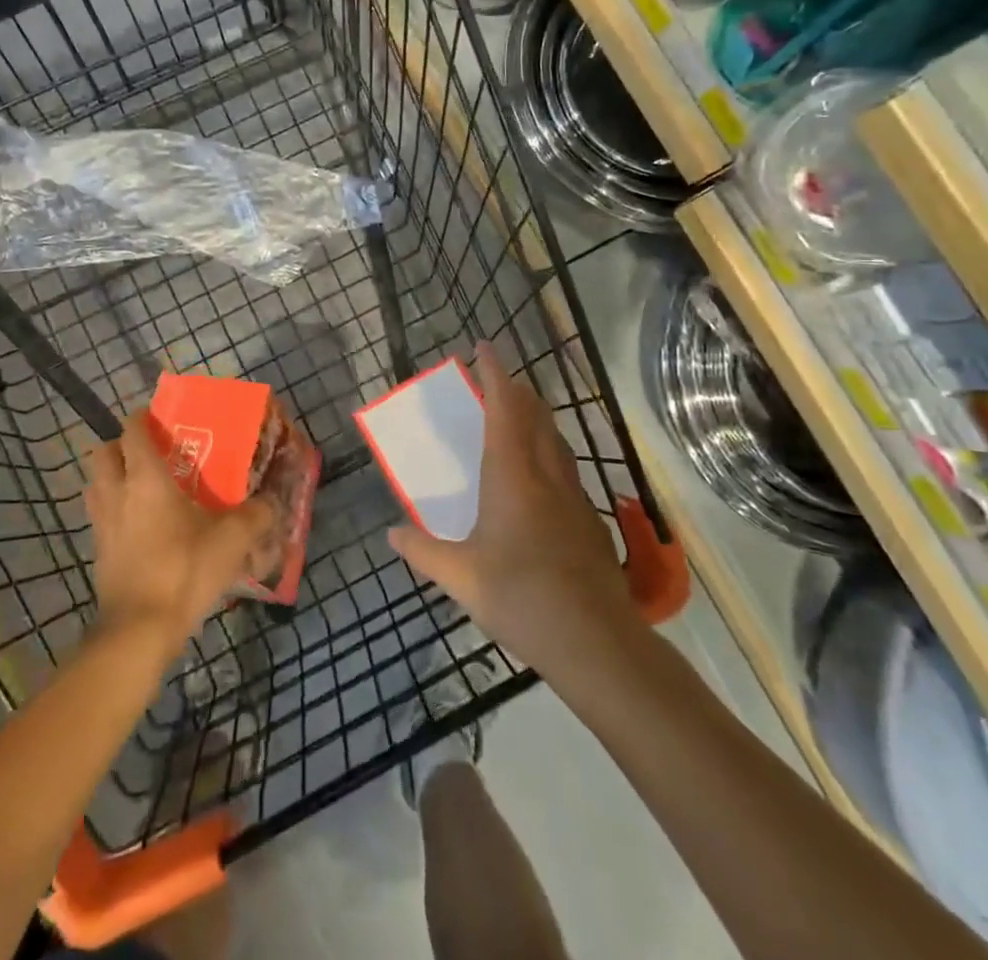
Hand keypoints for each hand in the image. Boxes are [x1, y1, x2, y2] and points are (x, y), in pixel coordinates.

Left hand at [85, 413, 279, 654]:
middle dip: (120, 445)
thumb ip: (256, 516)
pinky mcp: (98, 553)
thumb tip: (272, 503)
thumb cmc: (184, 571)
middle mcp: (117, 493)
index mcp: (145, 478)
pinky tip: (140, 526)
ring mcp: (102, 524)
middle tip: (149, 453)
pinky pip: (100, 516)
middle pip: (102, 453)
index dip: (143, 417)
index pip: (133, 431)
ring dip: (112, 477)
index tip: (162, 417)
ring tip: (142, 486)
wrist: (139, 631)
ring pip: (96, 484)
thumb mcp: (232, 541)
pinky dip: (114, 510)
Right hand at [388, 345, 640, 676]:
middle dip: (516, 389)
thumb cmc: (521, 597)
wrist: (595, 641)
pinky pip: (564, 468)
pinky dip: (547, 452)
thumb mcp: (461, 577)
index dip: (495, 373)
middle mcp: (546, 475)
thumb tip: (392, 535)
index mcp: (512, 475)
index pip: (505, 408)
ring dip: (535, 417)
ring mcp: (573, 497)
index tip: (484, 347)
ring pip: (555, 440)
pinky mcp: (588, 521)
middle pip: (536, 415)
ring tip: (515, 418)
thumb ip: (423, 551)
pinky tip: (537, 479)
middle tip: (495, 380)